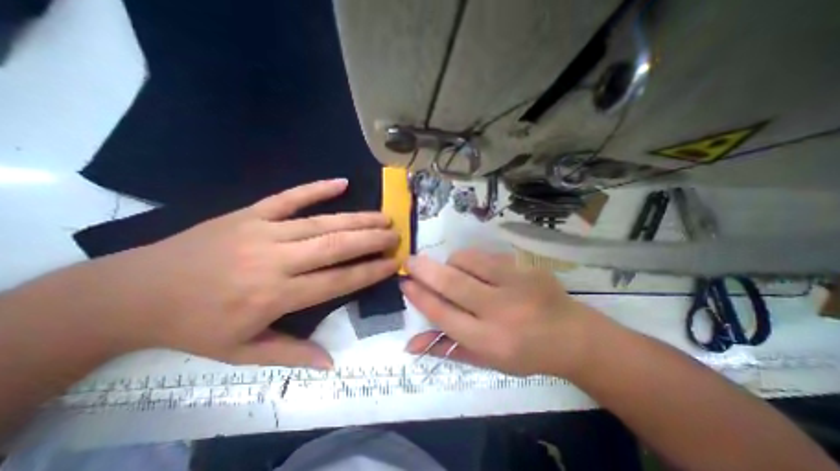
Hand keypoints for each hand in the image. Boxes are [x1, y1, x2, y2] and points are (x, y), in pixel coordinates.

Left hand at [100, 178, 397, 368]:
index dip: (369, 271)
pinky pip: (289, 197)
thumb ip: (291, 354)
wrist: (134, 291)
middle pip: (336, 246)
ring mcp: (263, 231)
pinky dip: (316, 188)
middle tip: (395, 236)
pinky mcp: (250, 213)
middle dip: (371, 240)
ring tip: (383, 216)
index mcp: (275, 295)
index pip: (338, 281)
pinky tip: (341, 182)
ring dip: (357, 219)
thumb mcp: (241, 352)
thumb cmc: (195, 326)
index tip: (393, 263)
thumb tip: (331, 364)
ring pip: (322, 222)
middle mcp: (276, 260)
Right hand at [404, 249, 599, 374]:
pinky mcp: (525, 268)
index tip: (405, 283)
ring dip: (451, 263)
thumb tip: (410, 344)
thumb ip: (447, 349)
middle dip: (425, 270)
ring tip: (452, 270)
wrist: (572, 336)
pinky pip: (486, 256)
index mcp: (490, 341)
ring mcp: (516, 284)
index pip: (444, 314)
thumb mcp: (486, 360)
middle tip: (410, 261)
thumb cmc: (525, 353)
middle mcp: (501, 311)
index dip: (420, 297)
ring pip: (468, 261)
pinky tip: (476, 270)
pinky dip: (471, 260)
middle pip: (452, 283)